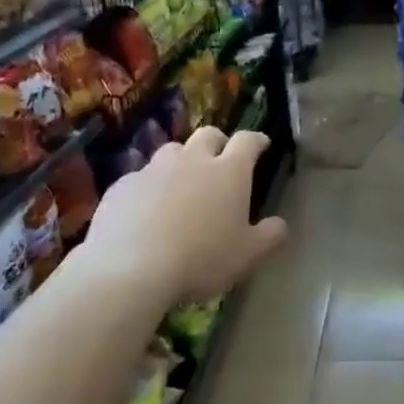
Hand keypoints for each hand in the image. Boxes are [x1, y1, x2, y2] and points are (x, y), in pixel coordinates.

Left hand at [84, 126, 288, 302]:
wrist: (132, 268)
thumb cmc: (201, 258)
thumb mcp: (248, 256)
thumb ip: (270, 236)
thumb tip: (280, 224)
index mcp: (229, 172)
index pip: (248, 141)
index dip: (256, 140)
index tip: (261, 145)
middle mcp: (192, 160)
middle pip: (208, 135)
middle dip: (218, 143)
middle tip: (221, 160)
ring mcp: (154, 170)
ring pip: (171, 151)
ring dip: (181, 161)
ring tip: (181, 184)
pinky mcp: (123, 185)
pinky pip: (140, 178)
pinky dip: (149, 187)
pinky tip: (146, 210)